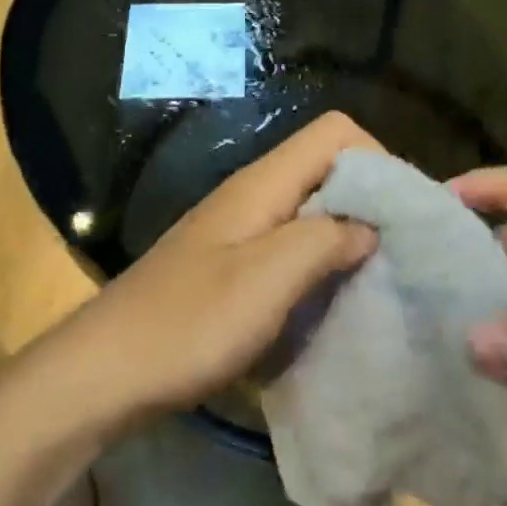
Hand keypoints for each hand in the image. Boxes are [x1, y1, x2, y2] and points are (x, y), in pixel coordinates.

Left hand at [71, 113, 379, 414]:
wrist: (103, 373)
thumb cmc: (188, 324)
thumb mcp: (267, 280)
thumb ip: (324, 240)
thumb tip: (371, 227)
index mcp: (262, 184)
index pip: (334, 132)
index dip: (377, 158)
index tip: (403, 213)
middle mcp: (253, 195)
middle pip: (326, 168)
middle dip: (369, 201)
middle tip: (401, 252)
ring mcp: (239, 230)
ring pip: (310, 210)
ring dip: (346, 235)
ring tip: (376, 278)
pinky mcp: (230, 265)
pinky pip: (289, 246)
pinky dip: (318, 263)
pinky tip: (330, 301)